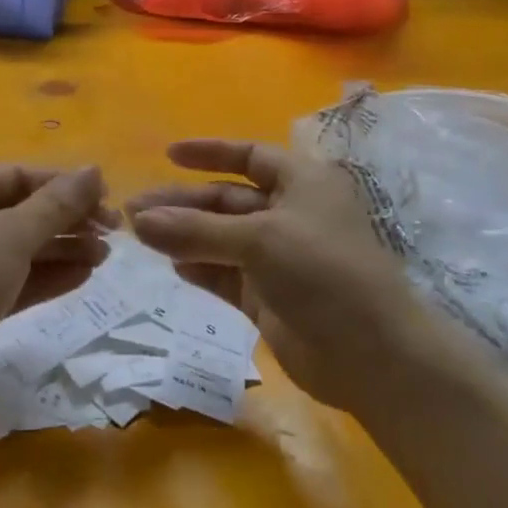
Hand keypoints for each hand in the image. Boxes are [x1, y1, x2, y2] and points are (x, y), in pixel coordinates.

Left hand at [0, 164, 114, 410]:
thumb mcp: (13, 234)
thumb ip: (58, 203)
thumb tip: (95, 170)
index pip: (18, 176)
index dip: (64, 185)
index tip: (108, 197)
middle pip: (21, 210)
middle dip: (67, 220)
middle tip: (113, 230)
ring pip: (20, 246)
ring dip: (63, 248)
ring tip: (106, 255)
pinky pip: (14, 277)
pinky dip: (46, 275)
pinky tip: (84, 275)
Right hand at [126, 140, 419, 413]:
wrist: (373, 356)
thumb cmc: (324, 272)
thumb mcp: (259, 240)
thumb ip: (196, 230)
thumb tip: (139, 220)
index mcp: (302, 182)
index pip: (250, 155)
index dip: (210, 152)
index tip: (168, 155)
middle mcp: (289, 213)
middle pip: (227, 199)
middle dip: (183, 203)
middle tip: (134, 211)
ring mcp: (278, 257)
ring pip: (221, 238)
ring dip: (184, 235)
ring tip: (140, 236)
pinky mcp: (267, 296)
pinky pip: (224, 273)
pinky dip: (199, 267)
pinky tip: (172, 265)